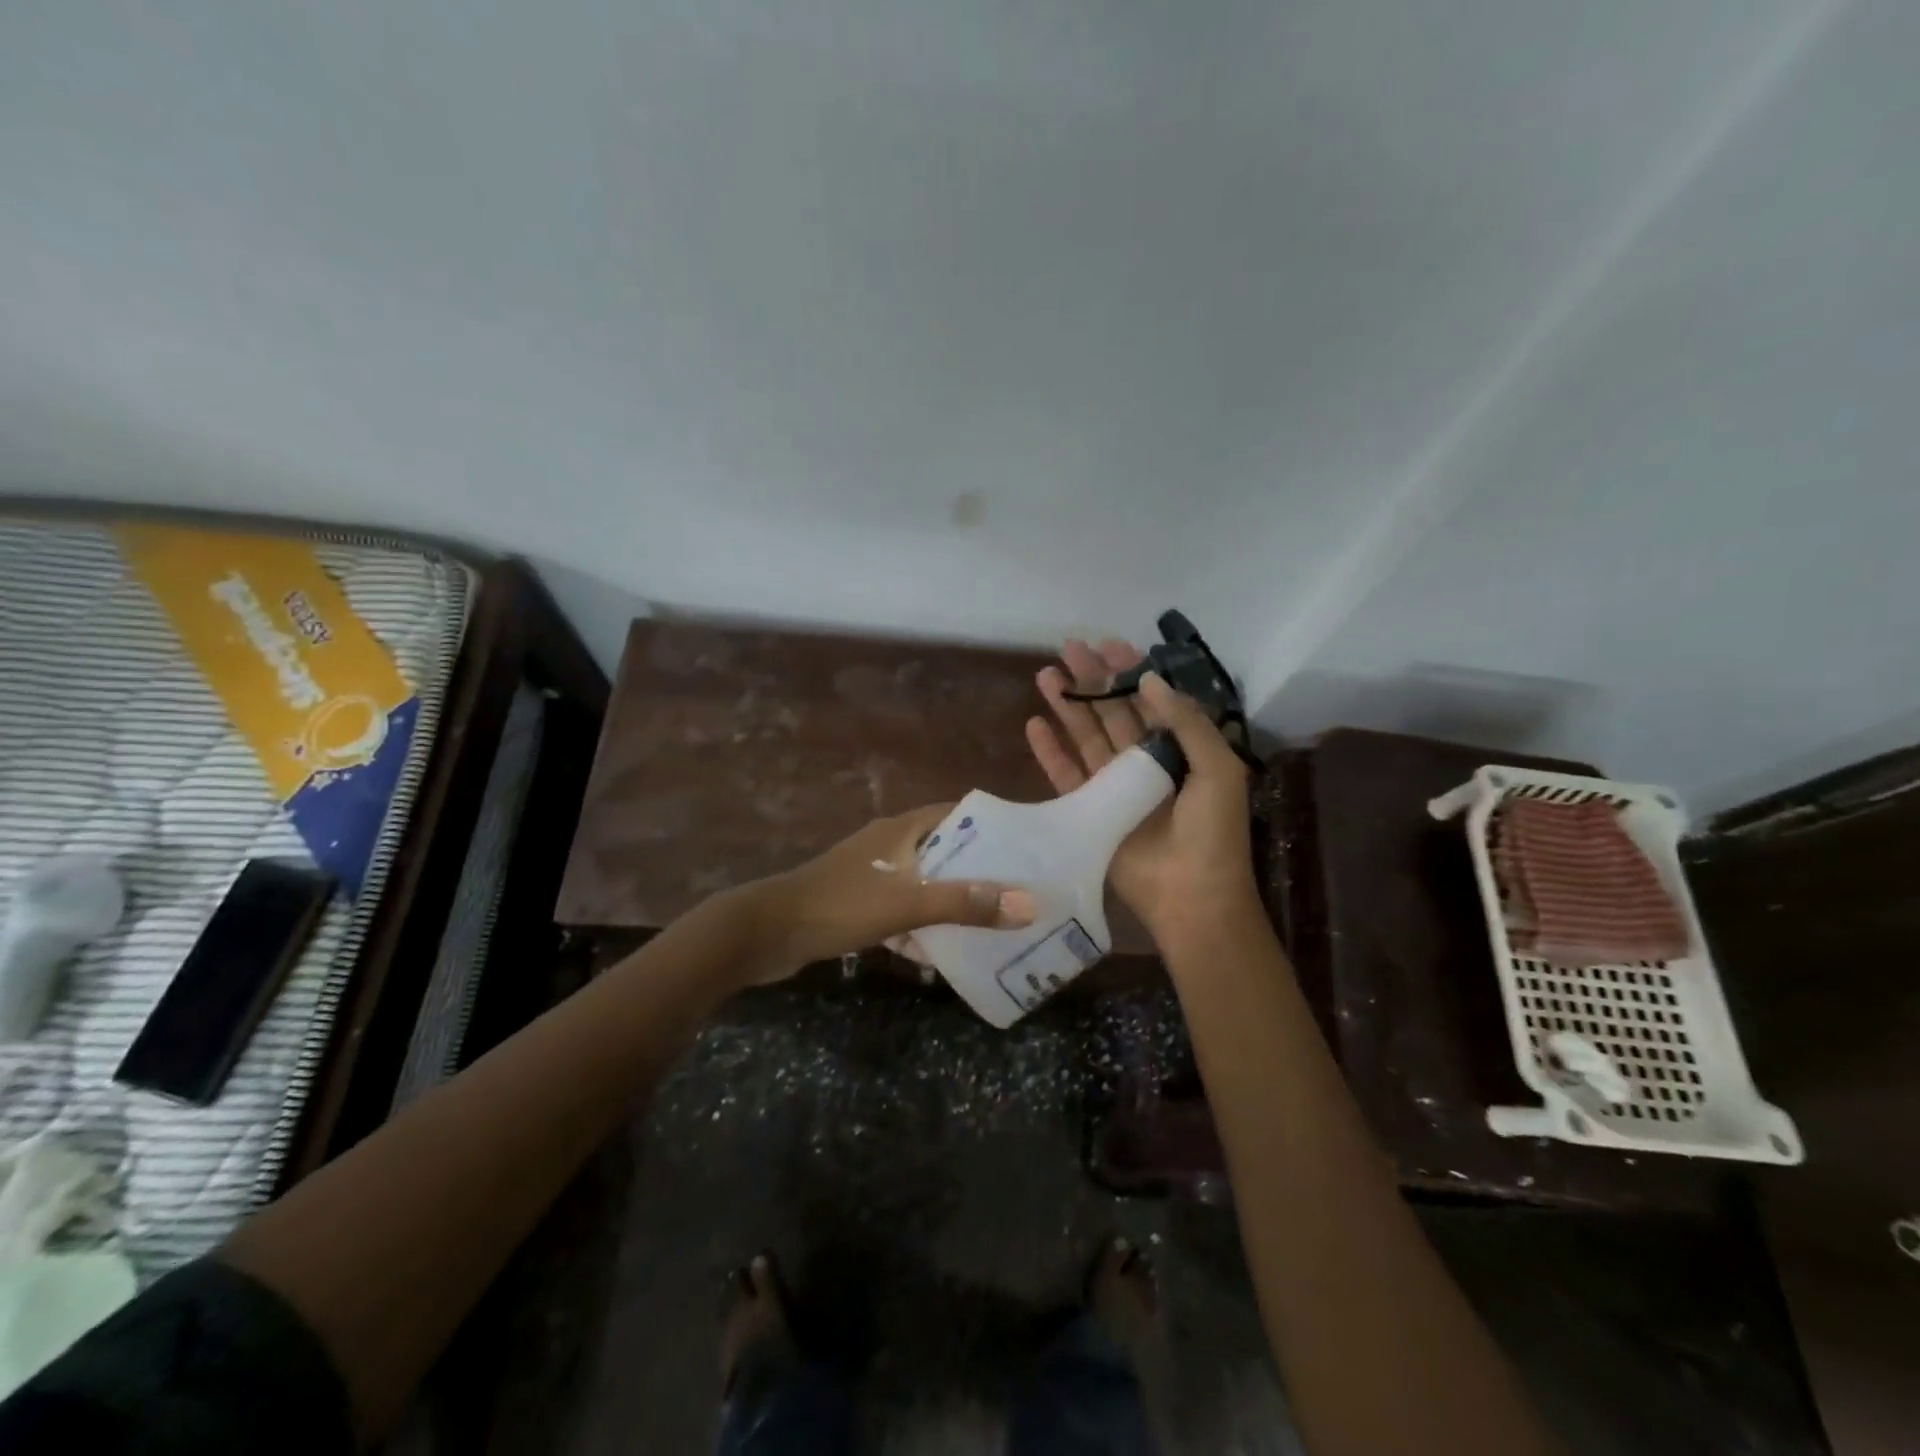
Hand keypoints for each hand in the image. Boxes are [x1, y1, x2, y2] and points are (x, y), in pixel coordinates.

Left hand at [734, 805, 1034, 983]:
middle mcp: (889, 845)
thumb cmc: (839, 905)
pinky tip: (938, 956)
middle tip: (1017, 894)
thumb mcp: (906, 903)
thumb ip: (964, 903)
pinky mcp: (858, 904)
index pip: (957, 813)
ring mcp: (871, 875)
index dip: (992, 826)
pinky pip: (901, 910)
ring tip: (989, 925)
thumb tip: (1029, 904)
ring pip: (923, 884)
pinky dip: (920, 927)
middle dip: (978, 872)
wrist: (765, 933)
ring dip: (950, 903)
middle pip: (945, 851)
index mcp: (901, 829)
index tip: (1025, 848)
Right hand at [1026, 639, 1258, 949]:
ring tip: (1045, 675)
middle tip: (1068, 648)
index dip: (1130, 673)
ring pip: (1086, 737)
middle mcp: (1144, 763)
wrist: (1191, 896)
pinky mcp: (1089, 810)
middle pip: (1112, 713)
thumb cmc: (1213, 832)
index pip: (1150, 702)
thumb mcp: (1218, 769)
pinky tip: (1035, 725)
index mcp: (1179, 751)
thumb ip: (1186, 722)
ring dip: (1066, 706)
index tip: (1109, 645)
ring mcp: (1113, 787)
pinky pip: (1065, 774)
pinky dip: (1050, 751)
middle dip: (1092, 680)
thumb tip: (1150, 680)